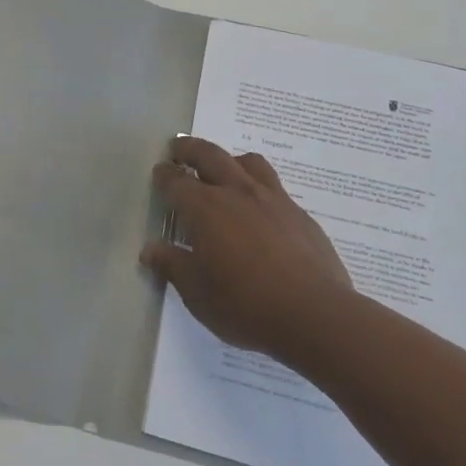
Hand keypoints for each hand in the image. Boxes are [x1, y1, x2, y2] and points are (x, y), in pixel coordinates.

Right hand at [143, 136, 355, 360]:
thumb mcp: (196, 292)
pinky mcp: (300, 215)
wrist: (315, 315)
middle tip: (180, 150)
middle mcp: (237, 192)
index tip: (159, 172)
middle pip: (209, 155)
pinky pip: (275, 188)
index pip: (176, 180)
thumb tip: (151, 249)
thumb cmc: (244, 304)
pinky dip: (259, 189)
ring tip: (224, 171)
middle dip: (190, 149)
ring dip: (229, 160)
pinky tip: (261, 212)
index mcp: (205, 208)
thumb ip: (171, 265)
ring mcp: (273, 200)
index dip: (164, 175)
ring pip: (248, 163)